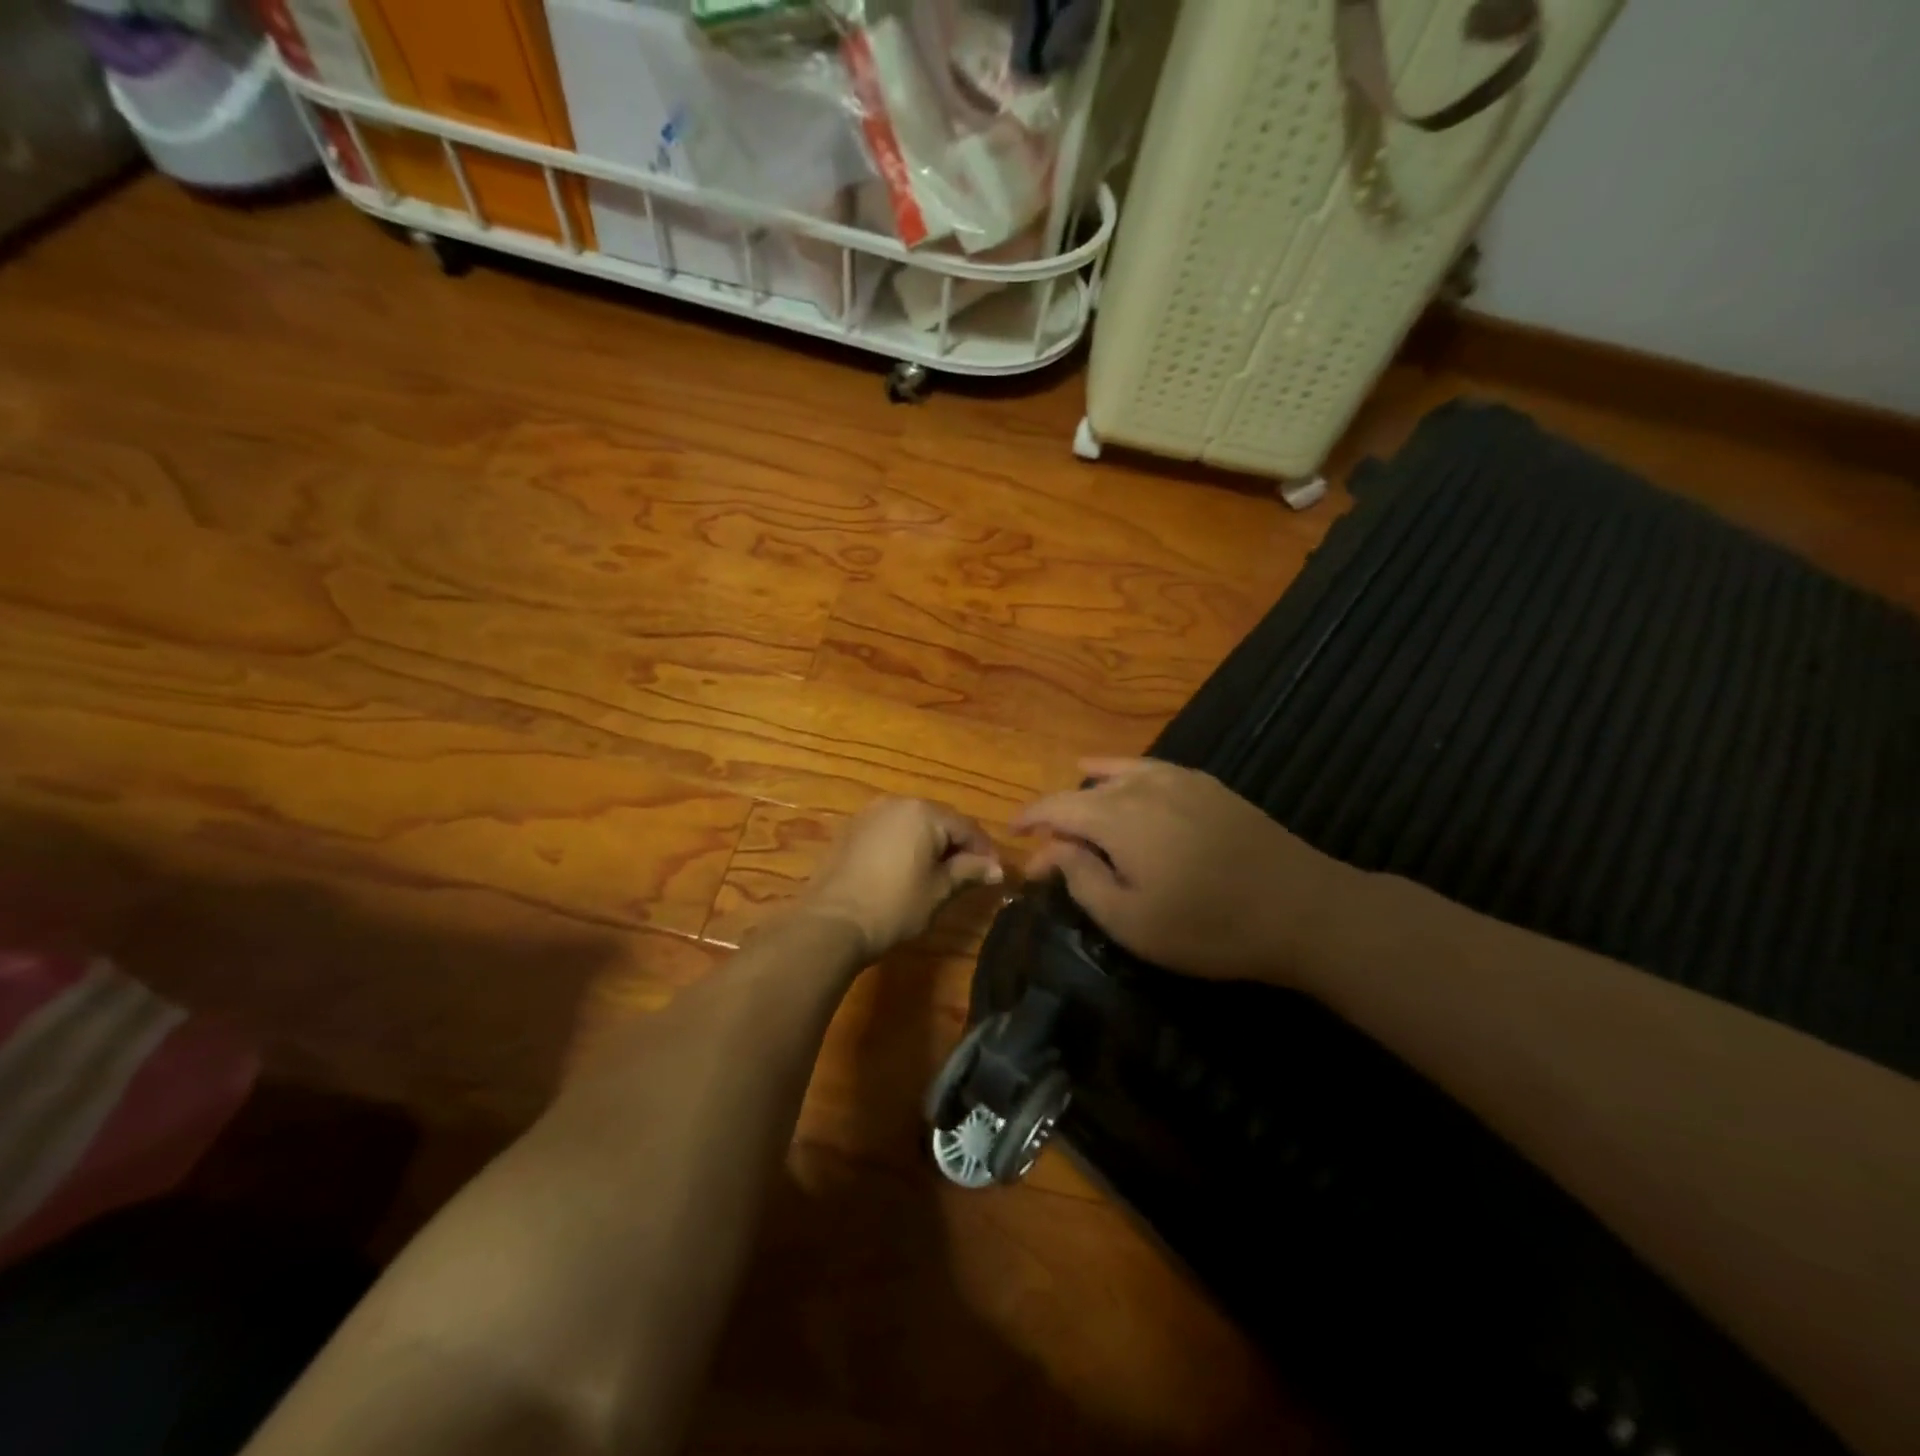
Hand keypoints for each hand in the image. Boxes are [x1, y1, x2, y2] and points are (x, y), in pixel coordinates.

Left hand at [799, 798, 1002, 963]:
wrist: (831, 922)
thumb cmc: (894, 905)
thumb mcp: (939, 890)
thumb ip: (969, 872)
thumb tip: (997, 868)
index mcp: (924, 812)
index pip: (966, 827)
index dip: (984, 851)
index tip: (994, 874)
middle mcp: (897, 803)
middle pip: (939, 820)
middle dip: (956, 845)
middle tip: (969, 874)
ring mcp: (870, 814)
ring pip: (912, 824)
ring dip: (929, 844)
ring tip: (938, 874)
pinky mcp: (851, 830)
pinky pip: (889, 831)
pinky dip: (904, 845)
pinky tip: (905, 871)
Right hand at [1012, 759, 1347, 983]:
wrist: (1302, 909)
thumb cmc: (1208, 926)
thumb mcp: (1131, 920)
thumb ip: (1082, 878)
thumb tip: (1050, 848)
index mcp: (1117, 817)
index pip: (1057, 806)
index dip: (1030, 819)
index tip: (1013, 836)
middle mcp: (1143, 786)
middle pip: (1084, 790)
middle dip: (1059, 815)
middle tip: (1049, 847)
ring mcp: (1180, 780)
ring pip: (1117, 772)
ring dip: (1089, 790)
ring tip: (1075, 803)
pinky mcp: (1209, 786)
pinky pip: (1151, 769)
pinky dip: (1125, 773)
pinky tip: (1126, 780)